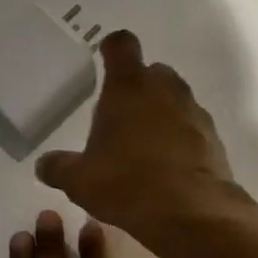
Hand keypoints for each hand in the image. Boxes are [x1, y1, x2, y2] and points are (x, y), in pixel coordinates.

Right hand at [36, 30, 243, 238]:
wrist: (190, 212)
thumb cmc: (126, 183)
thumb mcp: (80, 180)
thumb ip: (59, 167)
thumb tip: (43, 165)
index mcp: (129, 86)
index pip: (122, 45)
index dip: (112, 49)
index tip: (105, 59)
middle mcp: (166, 90)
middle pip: (153, 72)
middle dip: (140, 87)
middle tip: (123, 116)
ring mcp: (195, 113)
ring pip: (177, 101)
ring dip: (163, 114)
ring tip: (146, 147)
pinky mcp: (215, 140)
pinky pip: (194, 130)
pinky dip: (183, 140)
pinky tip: (170, 168)